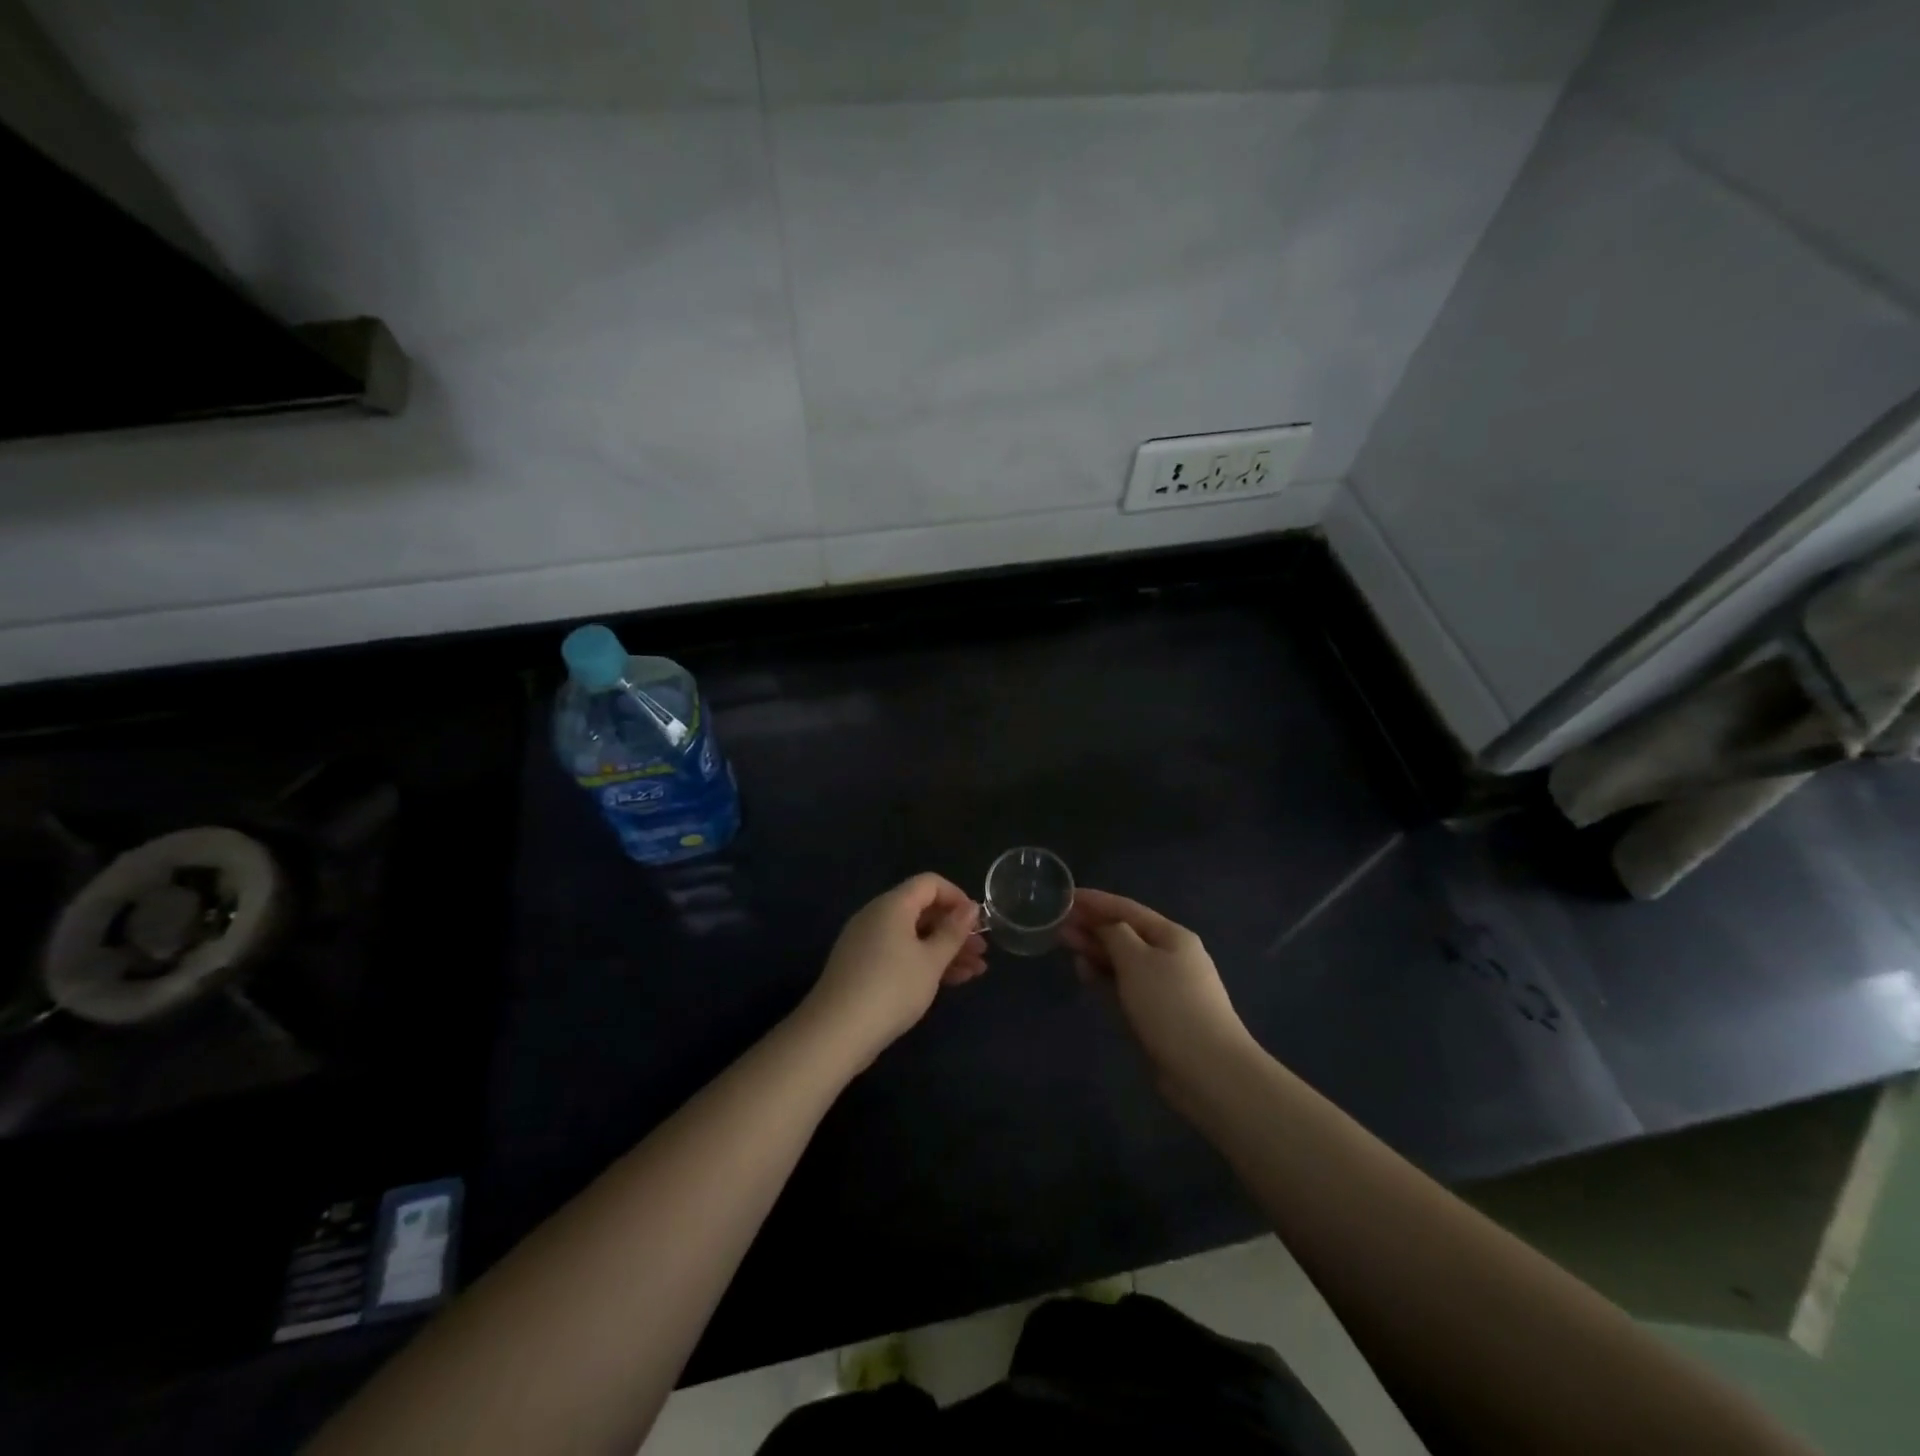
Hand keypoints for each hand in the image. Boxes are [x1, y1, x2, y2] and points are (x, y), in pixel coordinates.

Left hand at [800, 873, 986, 1068]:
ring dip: (944, 950)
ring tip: (975, 971)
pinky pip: (899, 953)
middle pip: (922, 910)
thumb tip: (970, 907)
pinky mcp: (862, 966)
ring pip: (913, 936)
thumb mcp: (931, 961)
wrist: (836, 1032)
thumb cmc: (892, 988)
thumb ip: (953, 932)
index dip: (957, 897)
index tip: (977, 922)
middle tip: (981, 951)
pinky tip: (950, 982)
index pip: (930, 883)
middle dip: (954, 929)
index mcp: (892, 905)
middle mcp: (876, 916)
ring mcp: (866, 942)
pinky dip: (924, 962)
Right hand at [1061, 888, 1256, 1093]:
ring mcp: (1165, 987)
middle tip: (1058, 923)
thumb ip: (1115, 935)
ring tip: (1065, 944)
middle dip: (1093, 926)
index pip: (1128, 909)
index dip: (1096, 900)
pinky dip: (1104, 977)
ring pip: (1123, 961)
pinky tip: (1085, 973)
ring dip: (1096, 951)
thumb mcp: (1137, 960)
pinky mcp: (1157, 1015)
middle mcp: (1171, 956)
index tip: (1066, 895)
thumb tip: (1105, 926)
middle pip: (1126, 934)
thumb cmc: (1170, 1004)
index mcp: (1172, 936)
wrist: (1208, 1070)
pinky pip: (1125, 986)